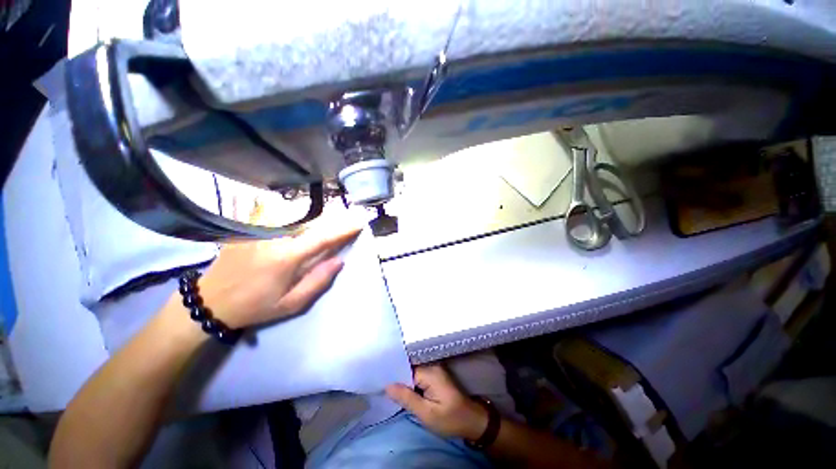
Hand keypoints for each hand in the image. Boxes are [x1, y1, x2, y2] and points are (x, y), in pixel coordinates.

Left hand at [192, 223, 361, 328]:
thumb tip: (339, 261)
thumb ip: (318, 281)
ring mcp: (256, 229)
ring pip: (293, 212)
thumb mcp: (291, 303)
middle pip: (310, 219)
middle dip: (331, 218)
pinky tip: (293, 212)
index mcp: (286, 258)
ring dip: (311, 214)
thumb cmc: (256, 306)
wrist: (210, 302)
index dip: (343, 229)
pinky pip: (273, 211)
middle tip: (345, 218)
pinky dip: (288, 210)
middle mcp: (272, 237)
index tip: (358, 223)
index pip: (322, 238)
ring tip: (323, 217)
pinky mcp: (246, 226)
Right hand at [386, 364, 488, 440]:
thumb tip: (387, 386)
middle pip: (408, 368)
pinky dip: (410, 383)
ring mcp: (434, 369)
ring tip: (387, 387)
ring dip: (402, 381)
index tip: (379, 380)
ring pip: (412, 372)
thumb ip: (407, 398)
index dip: (392, 375)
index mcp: (430, 371)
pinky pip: (418, 375)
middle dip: (396, 377)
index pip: (405, 368)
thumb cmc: (450, 419)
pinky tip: (401, 389)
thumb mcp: (426, 413)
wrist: (471, 421)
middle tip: (381, 385)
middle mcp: (431, 365)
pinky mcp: (435, 376)